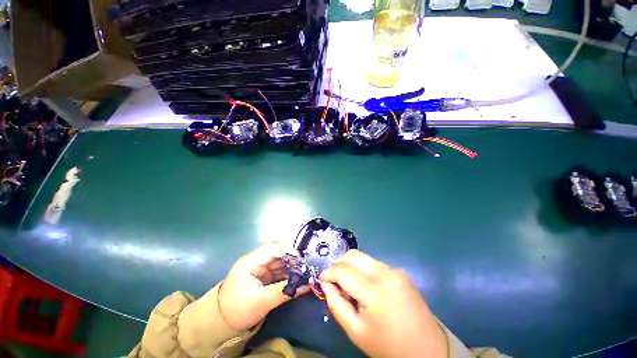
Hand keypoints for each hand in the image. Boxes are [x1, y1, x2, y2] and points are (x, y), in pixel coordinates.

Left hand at [218, 243, 308, 330]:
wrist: (219, 322)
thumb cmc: (237, 310)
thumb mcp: (261, 302)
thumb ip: (284, 292)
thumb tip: (307, 285)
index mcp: (251, 260)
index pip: (273, 248)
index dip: (289, 252)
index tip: (302, 262)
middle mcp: (256, 259)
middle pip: (278, 253)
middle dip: (291, 260)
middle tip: (303, 270)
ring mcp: (259, 266)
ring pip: (279, 261)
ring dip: (290, 267)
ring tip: (301, 276)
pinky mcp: (262, 274)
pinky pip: (277, 270)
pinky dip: (286, 274)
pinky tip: (293, 280)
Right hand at [320, 250, 447, 357]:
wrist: (428, 350)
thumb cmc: (388, 346)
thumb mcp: (355, 331)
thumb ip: (336, 304)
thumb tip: (326, 283)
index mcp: (374, 291)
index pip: (343, 270)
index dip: (328, 272)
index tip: (321, 279)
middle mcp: (385, 273)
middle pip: (353, 255)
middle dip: (339, 263)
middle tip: (334, 278)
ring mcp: (395, 270)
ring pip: (363, 257)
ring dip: (351, 267)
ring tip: (349, 285)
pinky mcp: (400, 271)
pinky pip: (374, 264)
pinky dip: (363, 270)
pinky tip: (365, 286)